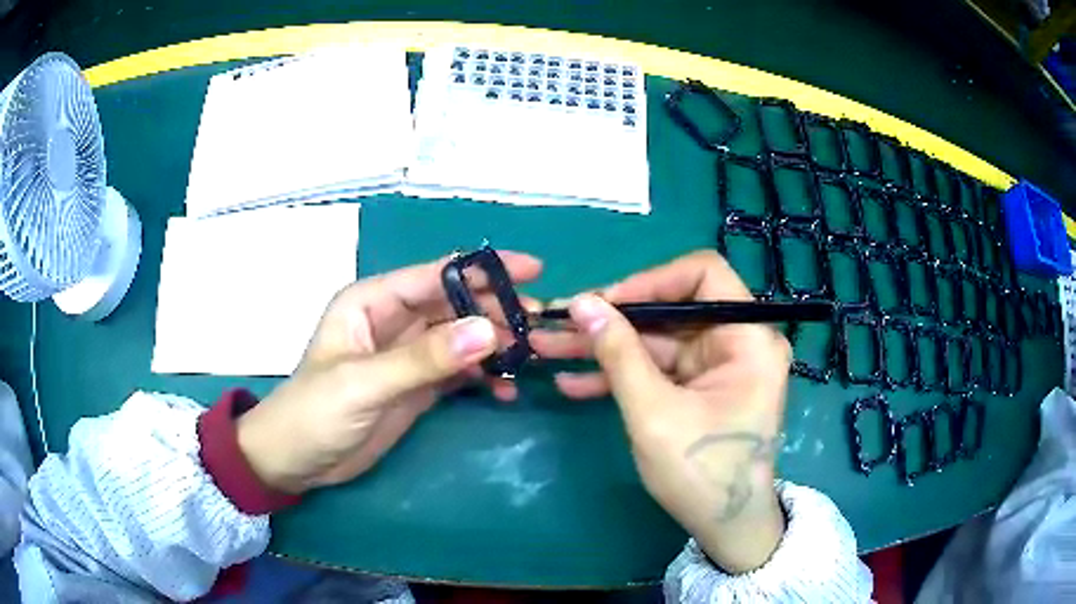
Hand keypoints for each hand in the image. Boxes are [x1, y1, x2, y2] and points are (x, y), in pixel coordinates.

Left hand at [237, 252, 542, 494]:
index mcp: (372, 302)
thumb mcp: (365, 383)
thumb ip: (424, 359)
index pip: (435, 275)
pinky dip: (483, 376)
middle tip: (539, 324)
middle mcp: (393, 321)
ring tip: (531, 356)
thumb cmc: (314, 412)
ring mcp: (406, 356)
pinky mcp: (415, 387)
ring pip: (460, 338)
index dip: (483, 270)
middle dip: (495, 310)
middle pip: (454, 305)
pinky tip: (506, 389)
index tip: (533, 271)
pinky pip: (458, 372)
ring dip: (494, 345)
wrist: (295, 462)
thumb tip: (488, 331)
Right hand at [531, 250, 789, 572]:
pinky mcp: (697, 388)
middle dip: (611, 320)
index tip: (603, 302)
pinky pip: (657, 369)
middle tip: (557, 324)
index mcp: (748, 338)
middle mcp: (737, 342)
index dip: (650, 281)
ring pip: (655, 341)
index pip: (702, 275)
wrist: (724, 527)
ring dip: (604, 348)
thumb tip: (581, 303)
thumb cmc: (701, 473)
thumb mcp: (654, 412)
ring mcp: (715, 366)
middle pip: (670, 310)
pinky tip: (574, 384)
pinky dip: (620, 375)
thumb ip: (619, 354)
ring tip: (549, 350)